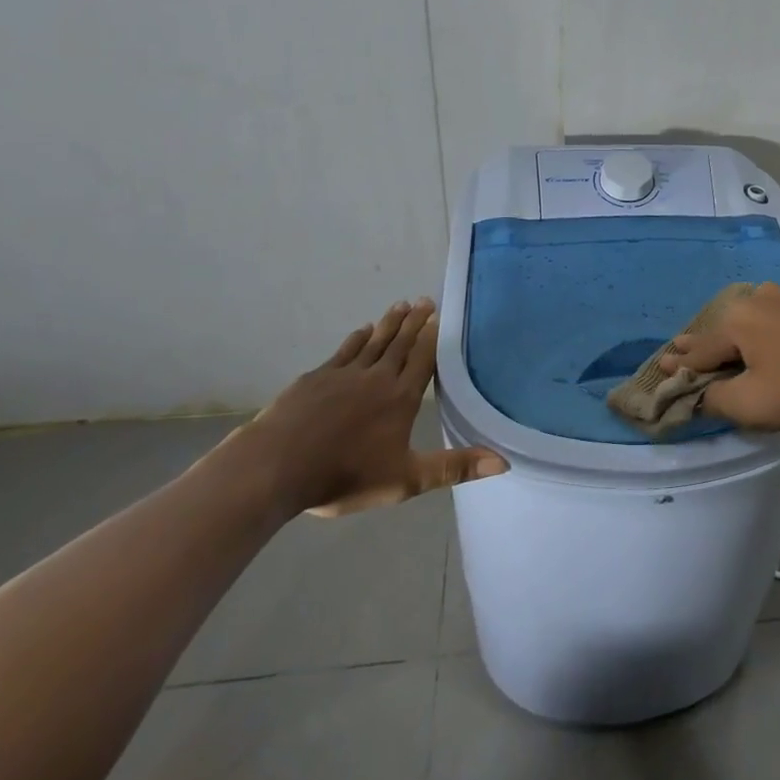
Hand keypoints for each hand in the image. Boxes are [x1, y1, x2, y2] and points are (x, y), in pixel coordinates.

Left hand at [228, 299, 507, 517]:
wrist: (275, 468)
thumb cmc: (344, 475)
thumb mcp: (406, 480)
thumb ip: (454, 468)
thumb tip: (504, 463)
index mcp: (400, 398)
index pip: (422, 360)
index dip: (432, 338)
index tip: (440, 315)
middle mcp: (376, 378)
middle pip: (400, 344)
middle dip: (414, 322)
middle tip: (425, 299)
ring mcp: (343, 375)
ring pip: (373, 342)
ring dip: (388, 323)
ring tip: (400, 304)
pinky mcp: (315, 378)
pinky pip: (343, 351)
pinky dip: (356, 339)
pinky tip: (361, 331)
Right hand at [660, 283, 779, 429]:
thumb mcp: (749, 403)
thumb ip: (712, 398)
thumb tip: (694, 394)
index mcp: (736, 318)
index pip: (699, 348)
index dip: (679, 363)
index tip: (660, 366)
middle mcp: (756, 298)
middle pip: (721, 330)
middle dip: (701, 345)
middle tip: (678, 351)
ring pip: (747, 322)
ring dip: (731, 339)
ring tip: (716, 349)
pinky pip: (770, 321)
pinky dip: (757, 334)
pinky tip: (757, 341)